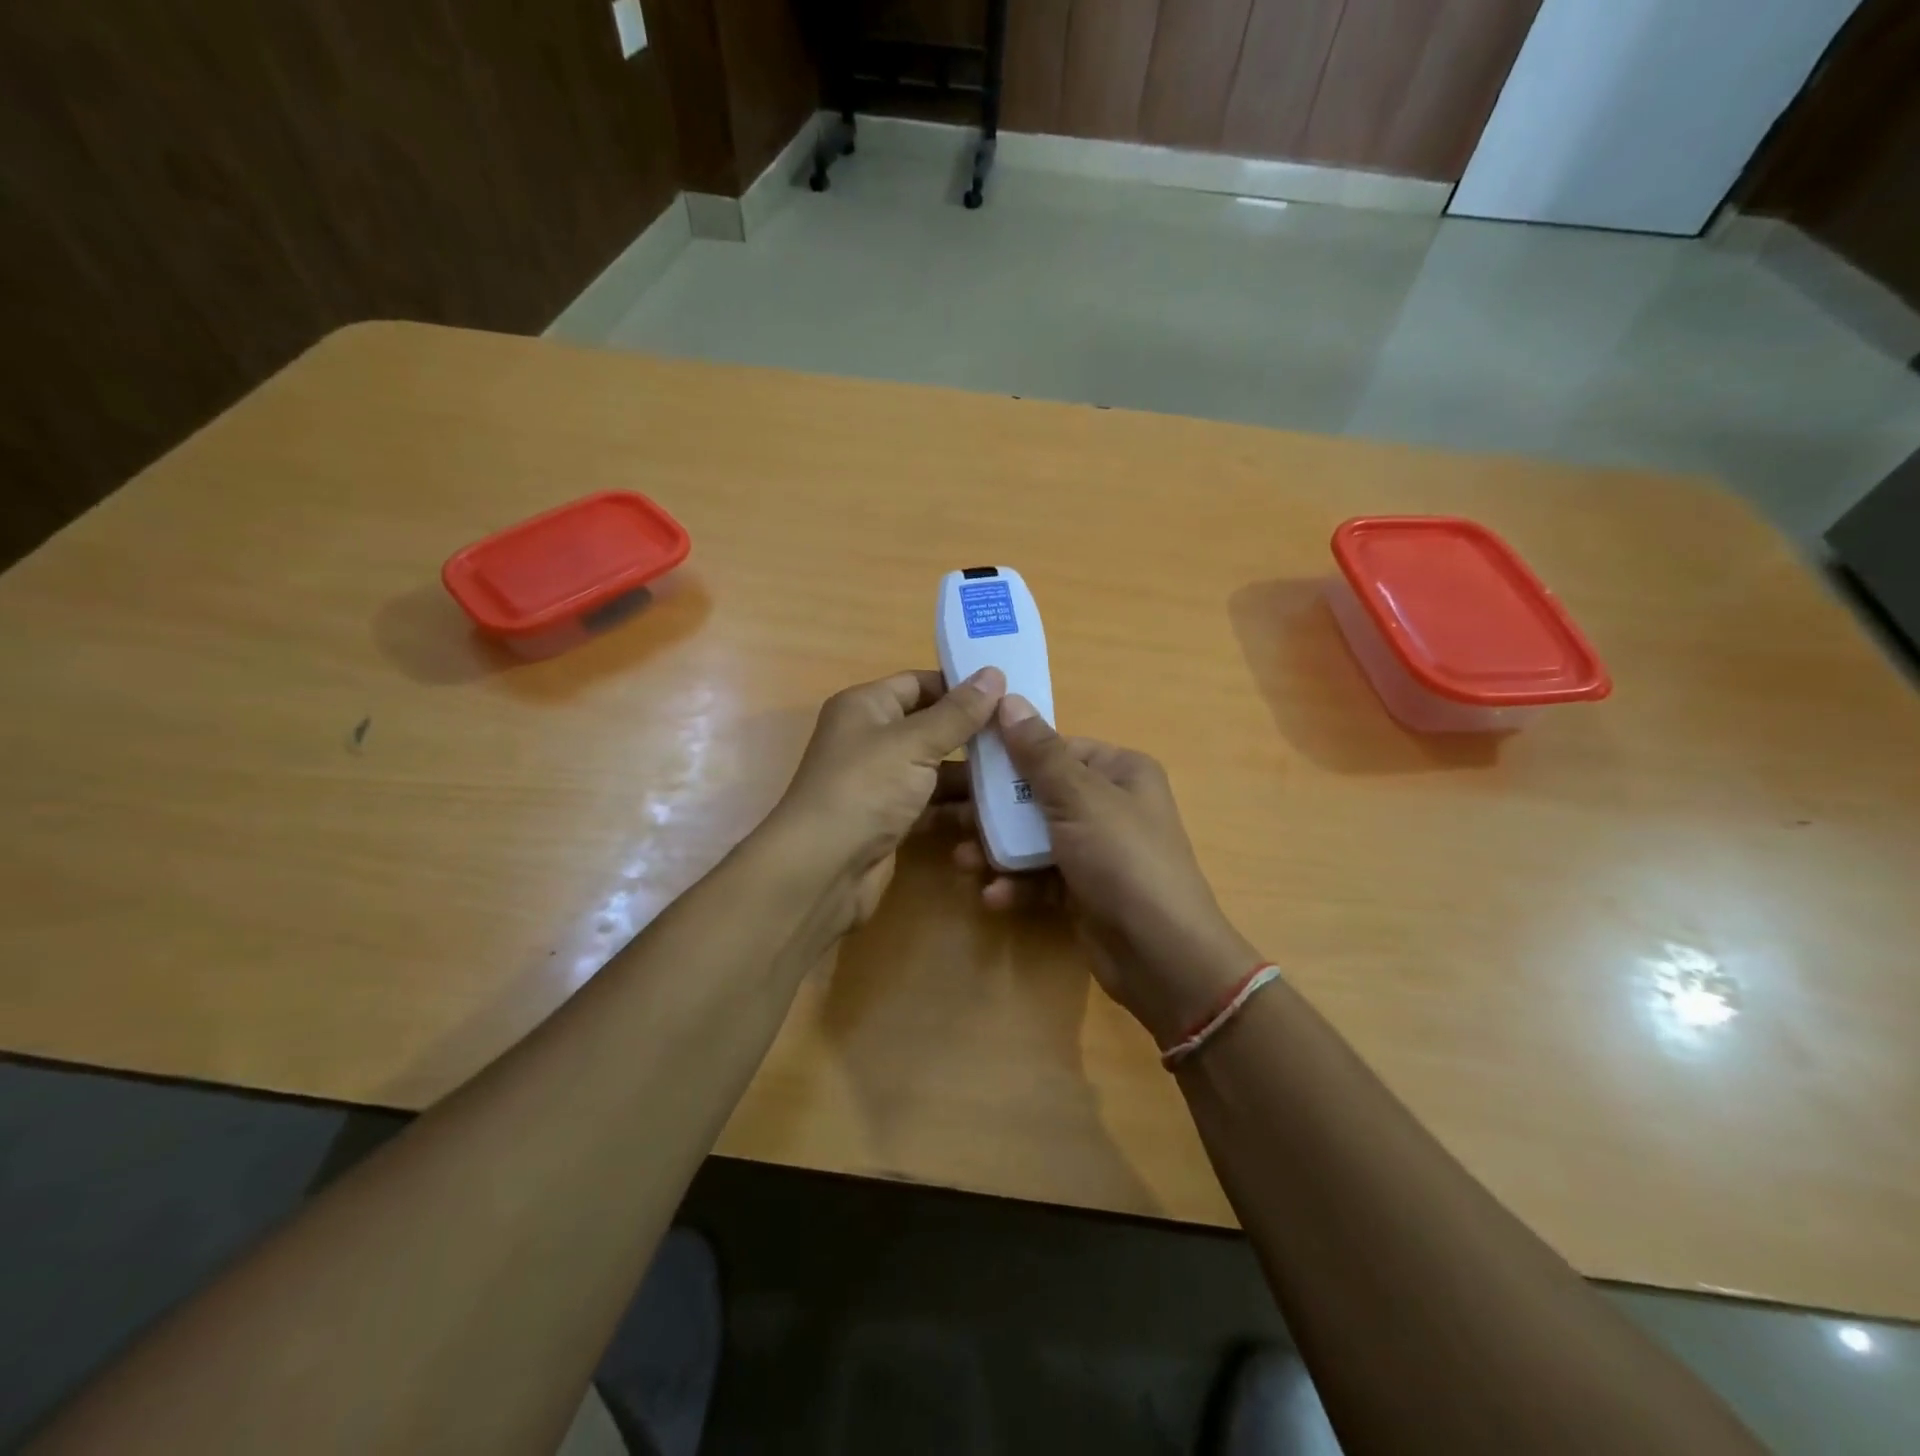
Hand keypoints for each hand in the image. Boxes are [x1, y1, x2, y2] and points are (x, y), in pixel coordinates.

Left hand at [767, 666, 1005, 934]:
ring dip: (971, 775)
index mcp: (866, 706)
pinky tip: (996, 813)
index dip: (960, 686)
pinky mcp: (890, 819)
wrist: (823, 868)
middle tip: (1022, 737)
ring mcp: (880, 782)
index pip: (919, 683)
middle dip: (973, 734)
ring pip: (935, 769)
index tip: (1008, 693)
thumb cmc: (866, 788)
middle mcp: (871, 739)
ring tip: (1021, 776)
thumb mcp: (915, 742)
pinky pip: (931, 804)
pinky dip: (958, 808)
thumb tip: (993, 673)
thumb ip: (958, 712)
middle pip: (931, 727)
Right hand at [954, 696, 1261, 1047]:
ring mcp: (1097, 850)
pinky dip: (1017, 884)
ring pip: (1035, 838)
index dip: (1012, 754)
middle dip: (996, 810)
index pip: (1057, 749)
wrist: (1161, 955)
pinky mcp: (1084, 890)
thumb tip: (1009, 699)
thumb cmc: (1122, 859)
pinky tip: (994, 896)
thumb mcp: (1079, 798)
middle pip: (1039, 795)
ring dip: (999, 850)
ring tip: (964, 861)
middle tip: (952, 816)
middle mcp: (1110, 805)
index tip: (967, 761)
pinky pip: (1042, 876)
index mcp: (1119, 772)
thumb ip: (1039, 752)